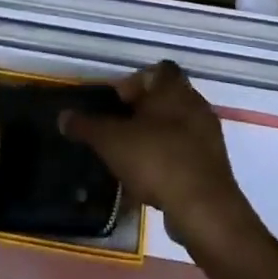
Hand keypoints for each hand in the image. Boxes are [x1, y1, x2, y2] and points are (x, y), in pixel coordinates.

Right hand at [60, 62, 257, 256]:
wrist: (203, 208)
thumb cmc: (155, 159)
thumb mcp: (110, 141)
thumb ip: (86, 126)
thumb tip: (63, 116)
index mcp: (173, 88)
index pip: (157, 70)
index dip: (135, 82)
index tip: (117, 104)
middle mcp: (195, 103)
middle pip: (165, 99)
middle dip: (142, 113)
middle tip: (119, 132)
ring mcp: (208, 135)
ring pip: (176, 127)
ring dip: (155, 139)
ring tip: (130, 160)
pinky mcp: (214, 164)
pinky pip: (185, 154)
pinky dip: (168, 161)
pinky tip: (150, 183)